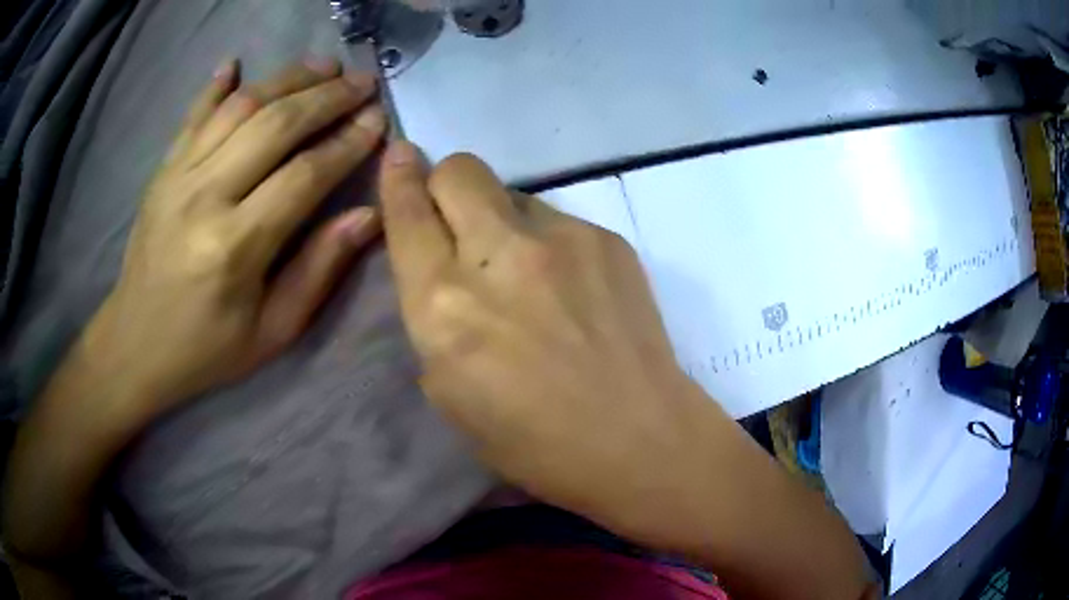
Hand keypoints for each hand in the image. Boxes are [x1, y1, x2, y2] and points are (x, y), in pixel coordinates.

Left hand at [86, 57, 385, 414]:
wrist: (135, 344)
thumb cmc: (207, 348)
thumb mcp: (273, 331)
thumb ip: (319, 270)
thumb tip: (368, 215)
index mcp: (235, 246)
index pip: (305, 174)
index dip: (348, 143)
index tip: (379, 121)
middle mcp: (205, 197)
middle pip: (275, 125)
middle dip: (326, 97)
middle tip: (362, 81)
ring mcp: (178, 177)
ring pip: (240, 107)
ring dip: (286, 79)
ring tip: (323, 66)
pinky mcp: (162, 171)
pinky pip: (193, 115)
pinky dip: (216, 85)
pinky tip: (236, 62)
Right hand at [378, 142, 705, 538]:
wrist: (638, 437)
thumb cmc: (533, 441)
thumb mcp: (449, 391)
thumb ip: (434, 316)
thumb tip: (444, 268)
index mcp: (445, 305)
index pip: (408, 214)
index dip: (397, 177)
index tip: (398, 154)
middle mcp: (499, 255)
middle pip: (460, 170)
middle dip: (446, 183)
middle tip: (456, 218)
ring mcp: (562, 238)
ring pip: (512, 192)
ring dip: (501, 219)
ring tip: (527, 274)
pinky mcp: (607, 239)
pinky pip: (558, 219)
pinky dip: (548, 243)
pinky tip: (571, 289)